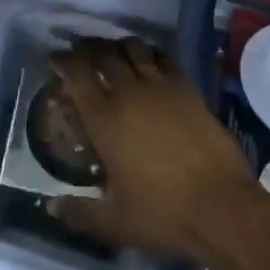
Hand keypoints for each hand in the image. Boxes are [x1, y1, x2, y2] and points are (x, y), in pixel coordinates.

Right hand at [47, 37, 258, 262]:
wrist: (221, 207)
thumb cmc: (163, 214)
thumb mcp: (115, 222)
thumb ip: (79, 212)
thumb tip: (49, 207)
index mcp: (104, 120)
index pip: (77, 75)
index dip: (64, 60)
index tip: (56, 57)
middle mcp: (128, 93)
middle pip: (104, 54)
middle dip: (89, 48)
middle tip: (83, 52)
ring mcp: (160, 87)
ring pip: (134, 49)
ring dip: (120, 46)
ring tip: (116, 52)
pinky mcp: (187, 89)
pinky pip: (165, 59)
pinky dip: (152, 54)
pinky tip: (151, 61)